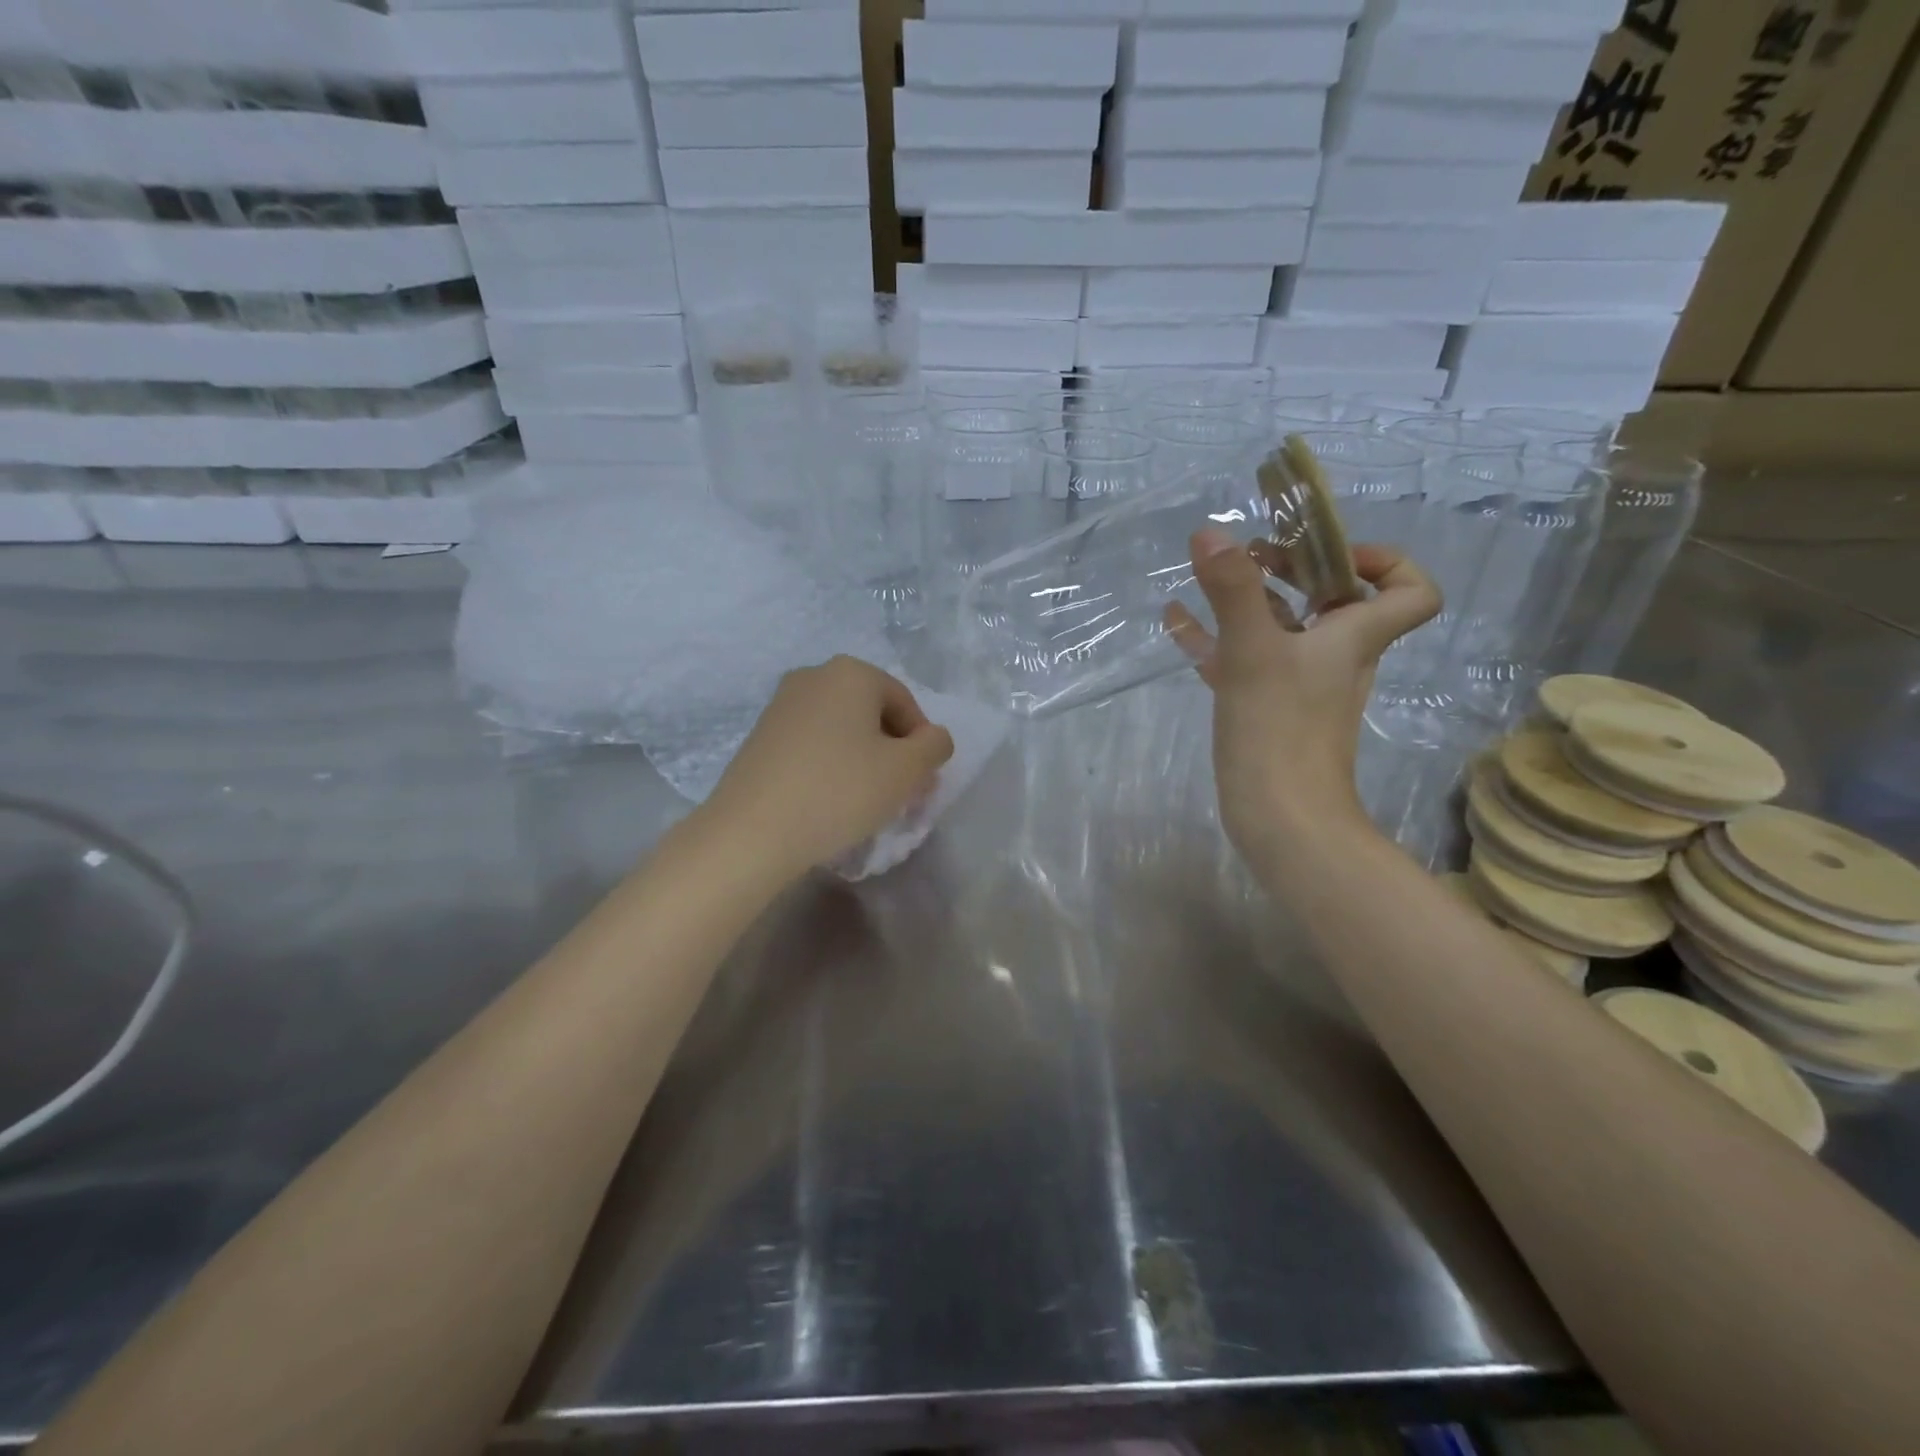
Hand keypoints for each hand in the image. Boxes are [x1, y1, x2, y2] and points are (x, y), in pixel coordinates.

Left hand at [702, 656, 954, 879]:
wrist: (752, 831)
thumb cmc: (840, 791)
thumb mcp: (906, 770)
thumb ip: (934, 746)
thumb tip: (932, 739)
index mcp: (851, 673)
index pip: (905, 703)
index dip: (921, 743)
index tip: (920, 783)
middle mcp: (813, 676)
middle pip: (872, 713)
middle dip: (892, 750)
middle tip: (898, 792)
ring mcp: (781, 704)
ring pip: (841, 729)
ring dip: (861, 759)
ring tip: (864, 800)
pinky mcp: (760, 735)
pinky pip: (811, 744)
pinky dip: (829, 765)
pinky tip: (829, 799)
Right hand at [1165, 529, 1439, 868]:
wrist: (1281, 819)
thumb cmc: (1280, 729)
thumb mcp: (1254, 651)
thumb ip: (1233, 590)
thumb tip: (1210, 531)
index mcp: (1353, 637)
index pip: (1410, 590)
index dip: (1382, 561)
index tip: (1326, 553)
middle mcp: (1335, 656)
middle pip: (1333, 599)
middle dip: (1294, 568)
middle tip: (1251, 554)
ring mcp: (1299, 685)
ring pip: (1283, 628)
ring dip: (1251, 600)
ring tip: (1208, 576)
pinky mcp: (1268, 710)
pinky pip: (1246, 660)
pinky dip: (1218, 637)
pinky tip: (1176, 622)